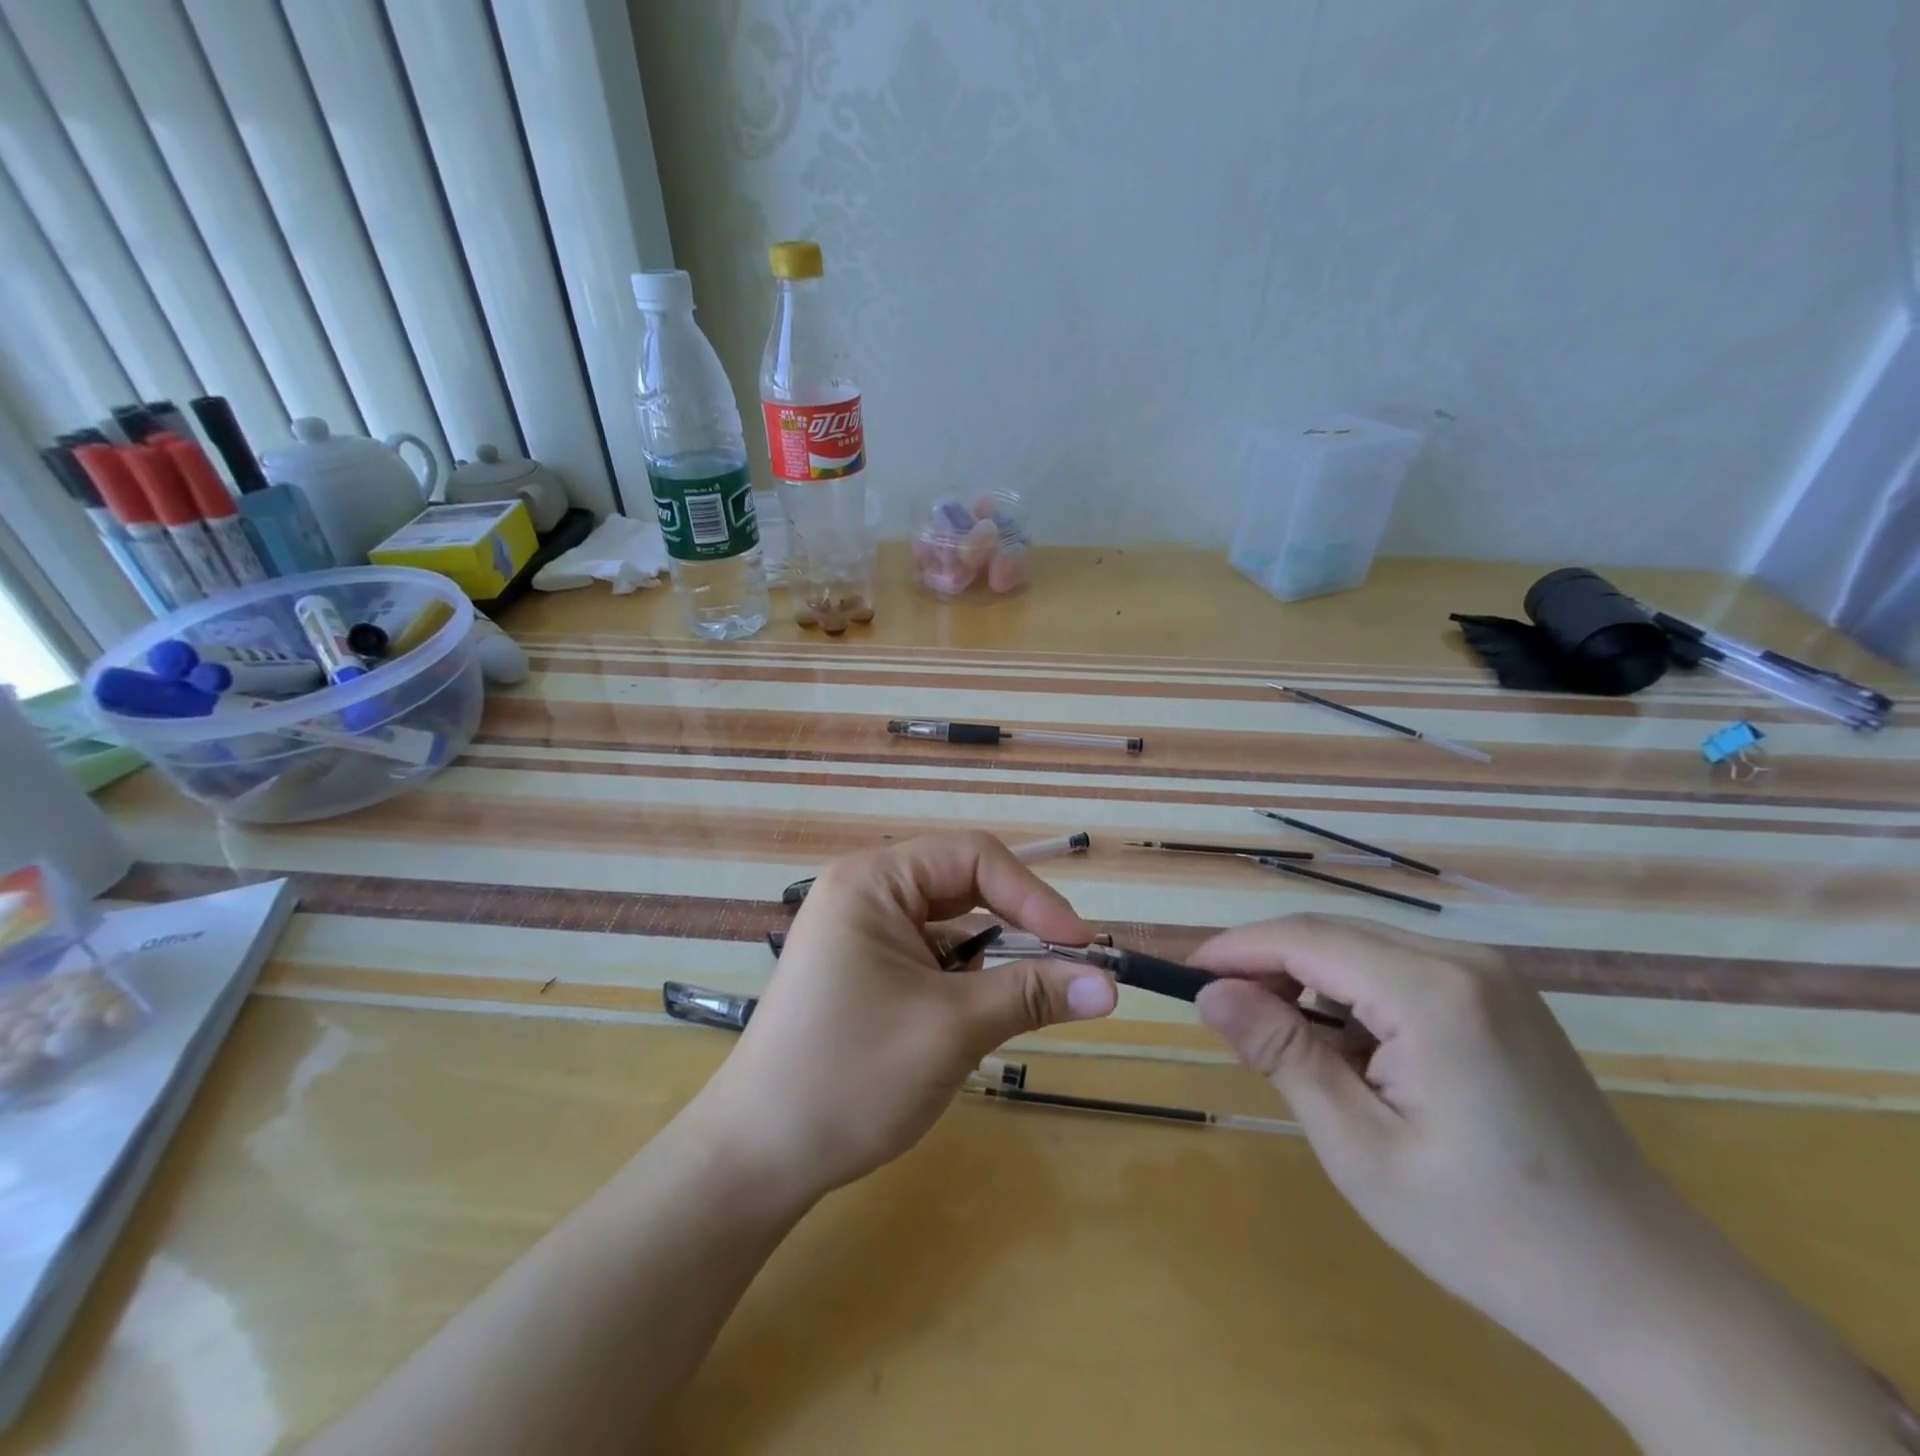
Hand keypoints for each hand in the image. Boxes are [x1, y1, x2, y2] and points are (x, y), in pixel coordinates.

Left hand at [689, 831, 1116, 1204]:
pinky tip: (981, 1012)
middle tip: (1069, 964)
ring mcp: (860, 930)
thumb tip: (1110, 985)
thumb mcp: (952, 1029)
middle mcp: (864, 891)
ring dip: (994, 954)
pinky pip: (930, 953)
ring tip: (1033, 993)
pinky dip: (965, 976)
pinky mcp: (863, 967)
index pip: (972, 856)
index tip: (1081, 945)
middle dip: (1018, 922)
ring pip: (950, 923)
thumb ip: (1032, 994)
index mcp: (873, 881)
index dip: (1033, 894)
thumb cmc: (851, 1077)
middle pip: (962, 884)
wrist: (757, 1157)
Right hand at [1190, 916, 1907, 1452]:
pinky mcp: (1500, 999)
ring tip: (1281, 1044)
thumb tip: (1209, 992)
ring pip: (1363, 951)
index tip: (1183, 974)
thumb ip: (1282, 1052)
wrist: (1648, 1294)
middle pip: (1332, 936)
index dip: (1235, 949)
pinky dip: (1352, 999)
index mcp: (1433, 991)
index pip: (1304, 938)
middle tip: (1222, 1016)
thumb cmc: (1488, 1231)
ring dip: (1308, 984)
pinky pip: (1399, 973)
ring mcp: (1490, 977)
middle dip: (1267, 966)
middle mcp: (1464, 961)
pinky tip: (1348, 1052)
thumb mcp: (1361, 1146)